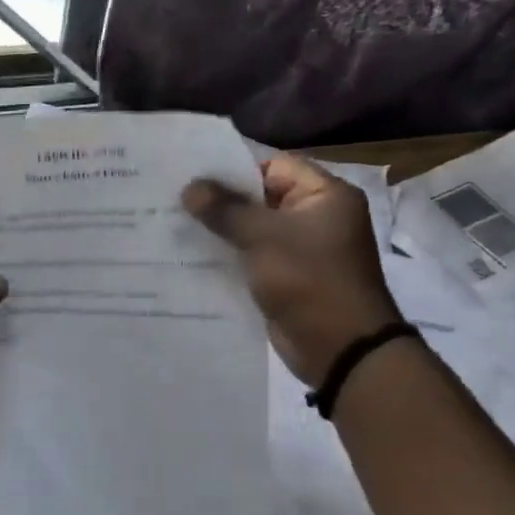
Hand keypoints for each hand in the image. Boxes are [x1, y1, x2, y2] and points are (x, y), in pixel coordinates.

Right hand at [183, 155, 401, 384]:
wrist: (339, 348)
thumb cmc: (308, 280)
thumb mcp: (263, 237)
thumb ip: (225, 209)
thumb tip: (190, 187)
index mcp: (325, 195)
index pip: (273, 166)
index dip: (233, 168)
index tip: (192, 174)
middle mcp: (316, 217)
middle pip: (260, 197)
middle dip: (220, 200)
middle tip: (175, 197)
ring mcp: (301, 250)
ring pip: (253, 229)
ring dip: (220, 229)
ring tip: (175, 224)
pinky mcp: (286, 277)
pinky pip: (252, 256)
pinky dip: (228, 255)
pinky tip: (192, 255)